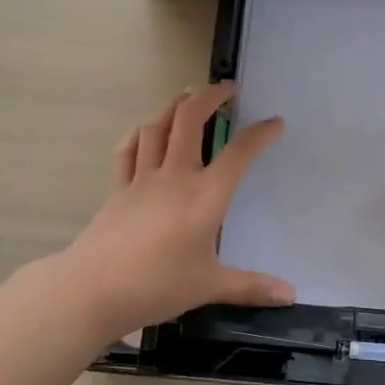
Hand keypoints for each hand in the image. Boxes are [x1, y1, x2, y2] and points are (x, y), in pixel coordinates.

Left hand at [56, 84, 294, 338]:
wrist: (93, 289)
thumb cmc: (157, 285)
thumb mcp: (210, 286)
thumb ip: (251, 286)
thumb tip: (291, 295)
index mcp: (205, 196)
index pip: (239, 154)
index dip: (260, 134)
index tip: (275, 122)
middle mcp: (175, 176)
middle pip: (190, 121)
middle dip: (210, 98)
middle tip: (226, 89)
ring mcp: (142, 179)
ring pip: (157, 127)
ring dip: (174, 105)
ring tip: (188, 97)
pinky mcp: (119, 189)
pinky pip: (129, 150)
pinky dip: (140, 133)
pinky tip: (145, 129)